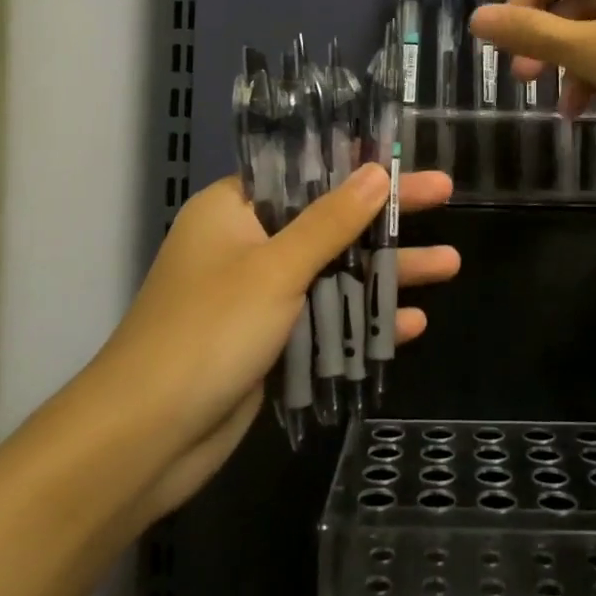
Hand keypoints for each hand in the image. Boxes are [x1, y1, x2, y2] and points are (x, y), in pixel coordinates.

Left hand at [76, 164, 457, 525]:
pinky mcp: (269, 343)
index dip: (355, 163)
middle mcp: (245, 245)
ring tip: (450, 264)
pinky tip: (412, 324)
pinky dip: (363, 320)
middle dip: (386, 217)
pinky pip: (325, 319)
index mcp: (233, 210)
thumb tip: (376, 171)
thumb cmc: (208, 332)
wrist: (145, 439)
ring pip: (333, 272)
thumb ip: (331, 221)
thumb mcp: (276, 268)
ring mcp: (258, 297)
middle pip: (329, 221)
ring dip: (386, 272)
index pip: (304, 172)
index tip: (401, 156)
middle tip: (445, 195)